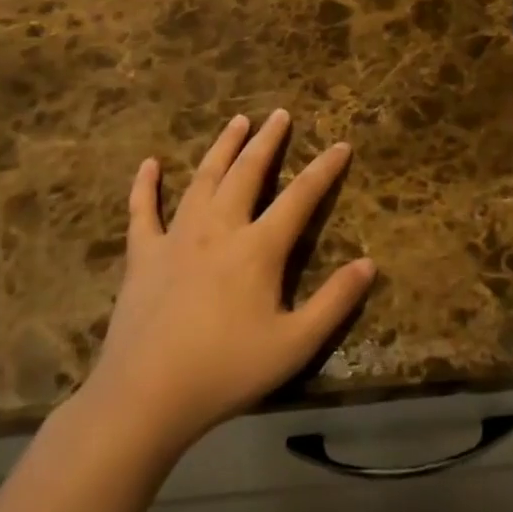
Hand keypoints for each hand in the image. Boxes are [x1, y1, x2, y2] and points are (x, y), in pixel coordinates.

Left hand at [79, 110, 375, 456]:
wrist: (145, 397)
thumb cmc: (226, 370)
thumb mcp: (295, 344)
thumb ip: (335, 301)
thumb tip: (369, 264)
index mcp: (258, 248)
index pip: (300, 197)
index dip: (324, 169)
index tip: (341, 144)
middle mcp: (219, 229)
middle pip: (248, 173)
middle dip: (268, 141)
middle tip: (280, 113)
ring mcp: (176, 238)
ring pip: (203, 179)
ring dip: (222, 147)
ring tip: (237, 120)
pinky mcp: (143, 256)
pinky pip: (143, 211)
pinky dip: (145, 185)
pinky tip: (150, 163)